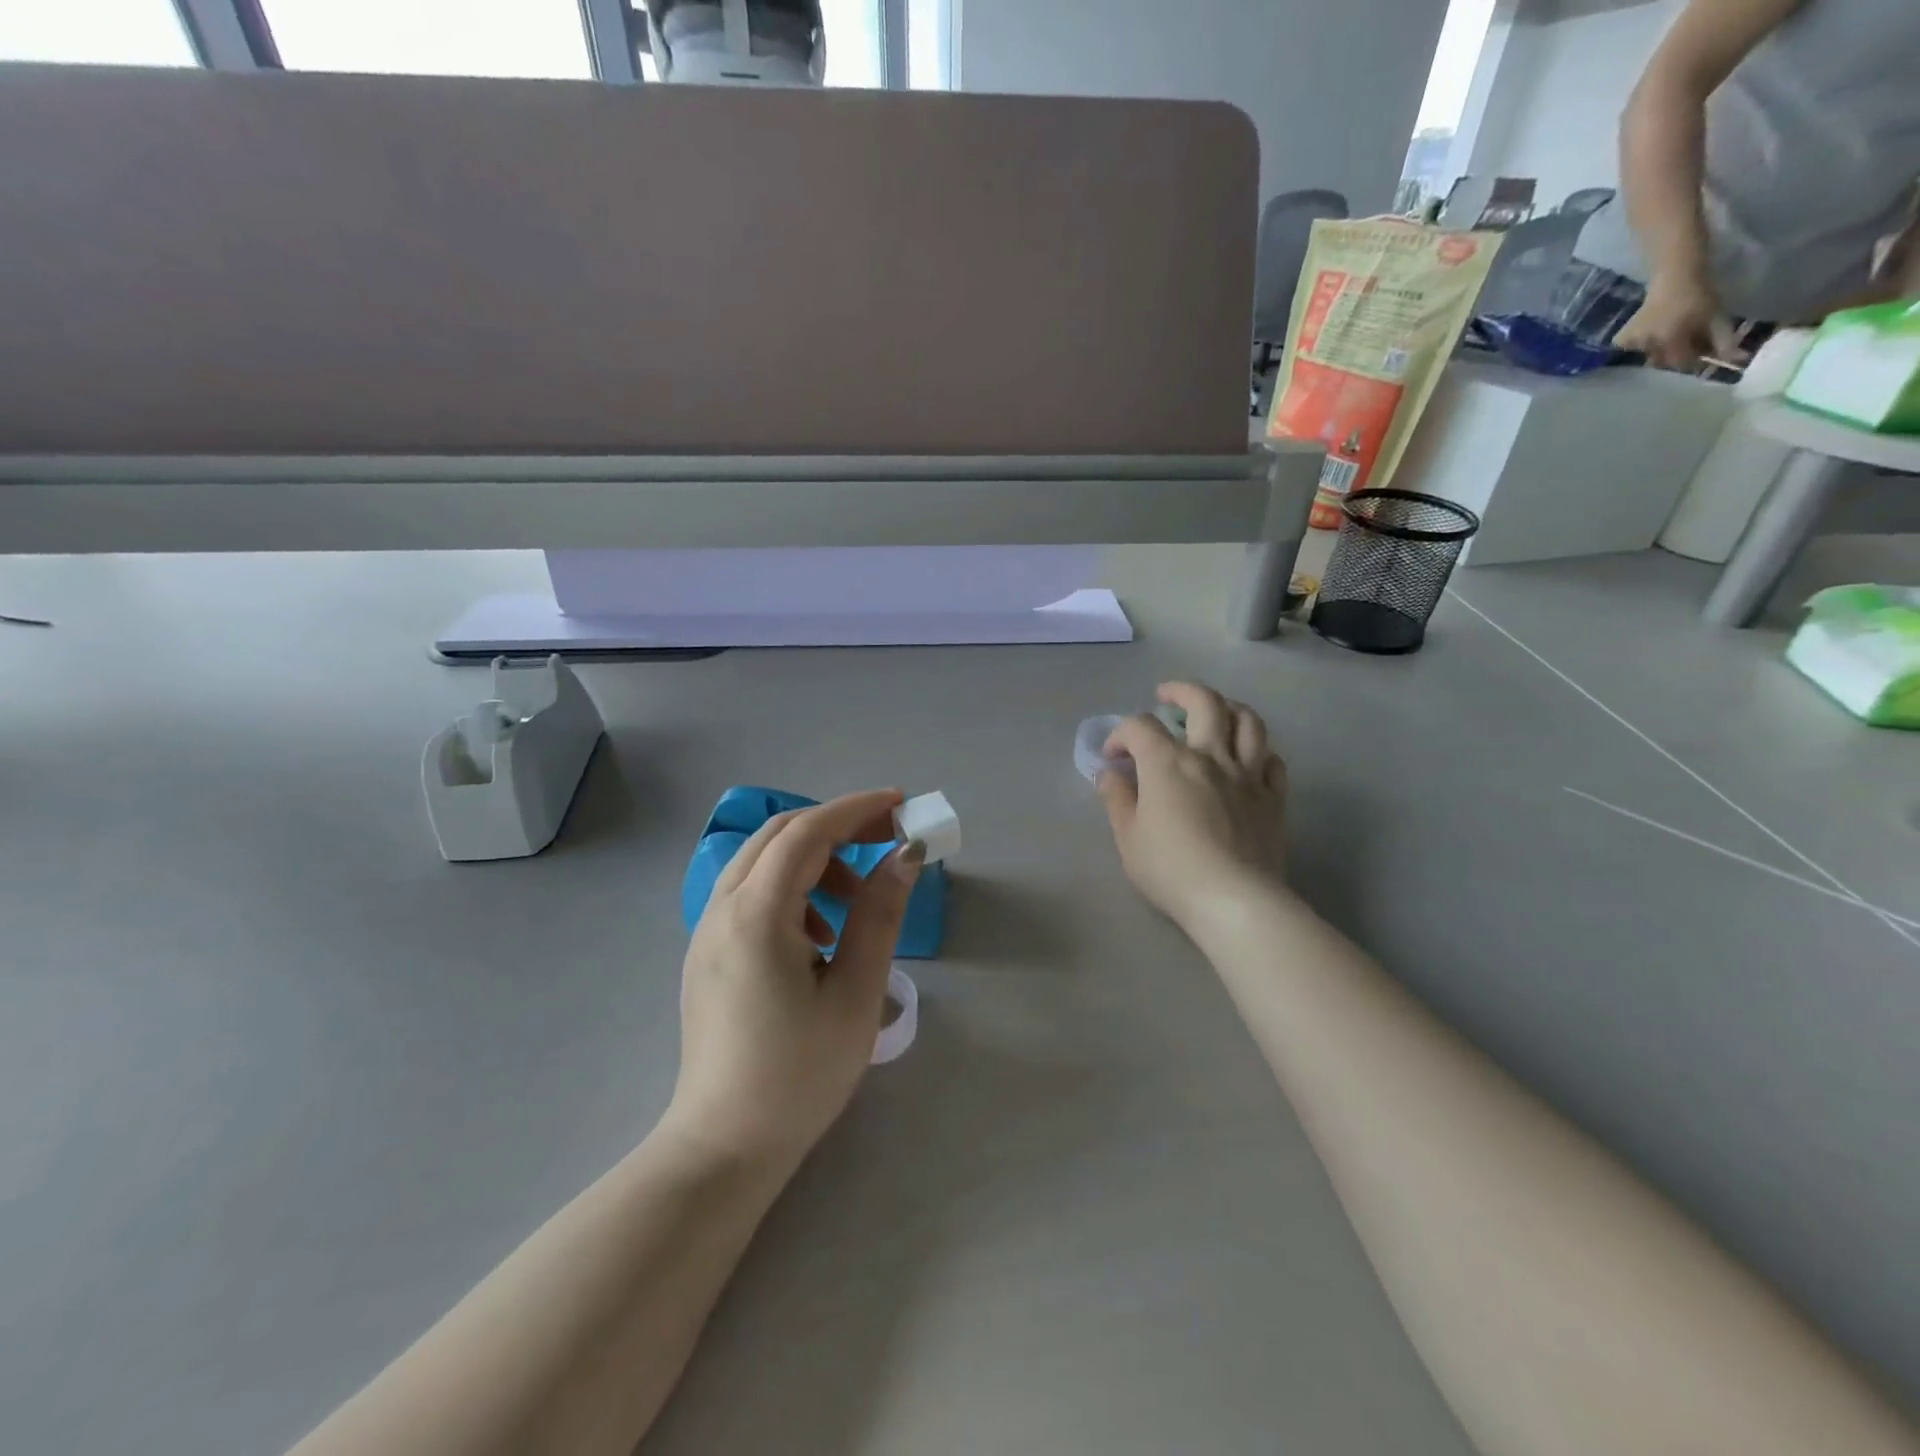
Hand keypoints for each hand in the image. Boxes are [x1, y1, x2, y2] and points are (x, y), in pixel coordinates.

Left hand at [669, 790, 924, 1170]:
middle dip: (837, 826)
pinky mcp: (706, 953)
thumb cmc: (799, 1074)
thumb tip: (905, 855)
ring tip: (854, 902)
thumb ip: (879, 914)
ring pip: (762, 862)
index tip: (901, 804)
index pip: (808, 832)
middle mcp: (721, 908)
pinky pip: (749, 893)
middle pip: (780, 836)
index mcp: (756, 914)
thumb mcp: (855, 992)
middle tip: (887, 840)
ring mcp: (706, 930)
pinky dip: (791, 889)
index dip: (856, 809)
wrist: (724, 1147)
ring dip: (813, 860)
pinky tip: (818, 936)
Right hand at [1097, 683, 1287, 930]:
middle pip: (1204, 702)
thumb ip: (1117, 799)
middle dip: (1181, 691)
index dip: (1121, 734)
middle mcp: (1210, 756)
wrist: (1234, 900)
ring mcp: (1248, 774)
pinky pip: (1272, 761)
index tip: (1113, 757)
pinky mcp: (1273, 798)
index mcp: (1168, 763)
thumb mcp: (1128, 838)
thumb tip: (1110, 773)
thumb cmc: (1171, 869)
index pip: (1140, 727)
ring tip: (1216, 713)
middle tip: (1167, 696)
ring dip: (1229, 708)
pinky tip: (1248, 760)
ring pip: (1248, 721)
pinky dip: (1259, 752)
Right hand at [1615, 269, 1740, 369]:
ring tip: (1671, 337)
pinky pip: (1632, 351)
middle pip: (1663, 361)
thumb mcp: (1716, 317)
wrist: (1675, 276)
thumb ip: (1722, 340)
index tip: (1702, 355)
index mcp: (1671, 339)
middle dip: (1676, 355)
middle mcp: (1648, 344)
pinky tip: (1649, 338)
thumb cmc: (1698, 295)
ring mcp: (1633, 342)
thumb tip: (1737, 360)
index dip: (1694, 361)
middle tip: (1687, 343)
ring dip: (1660, 351)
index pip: (1682, 363)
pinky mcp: (1622, 339)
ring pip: (1648, 356)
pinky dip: (1639, 348)